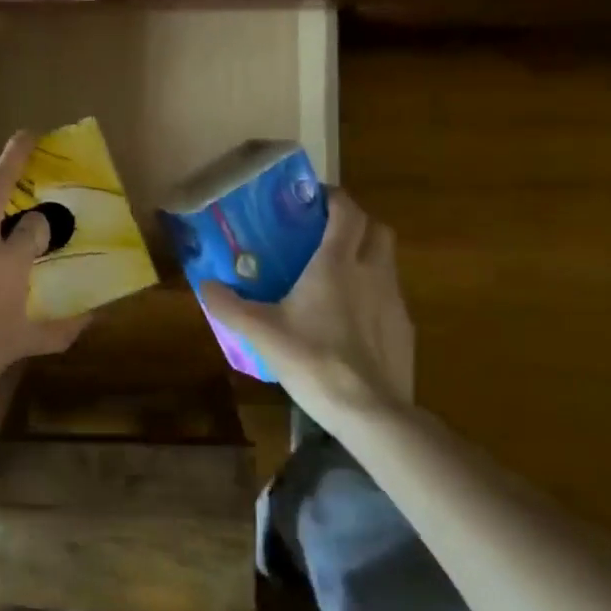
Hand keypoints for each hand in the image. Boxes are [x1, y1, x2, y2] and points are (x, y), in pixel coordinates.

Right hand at [202, 188, 413, 409]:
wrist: (370, 412)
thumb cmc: (313, 360)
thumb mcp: (261, 332)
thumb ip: (229, 306)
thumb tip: (205, 285)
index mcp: (336, 263)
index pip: (347, 211)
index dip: (333, 198)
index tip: (313, 199)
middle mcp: (371, 272)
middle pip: (377, 229)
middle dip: (356, 222)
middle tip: (327, 233)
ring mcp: (394, 301)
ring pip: (387, 261)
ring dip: (367, 256)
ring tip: (337, 275)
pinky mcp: (405, 329)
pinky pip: (391, 296)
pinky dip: (374, 293)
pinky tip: (352, 318)